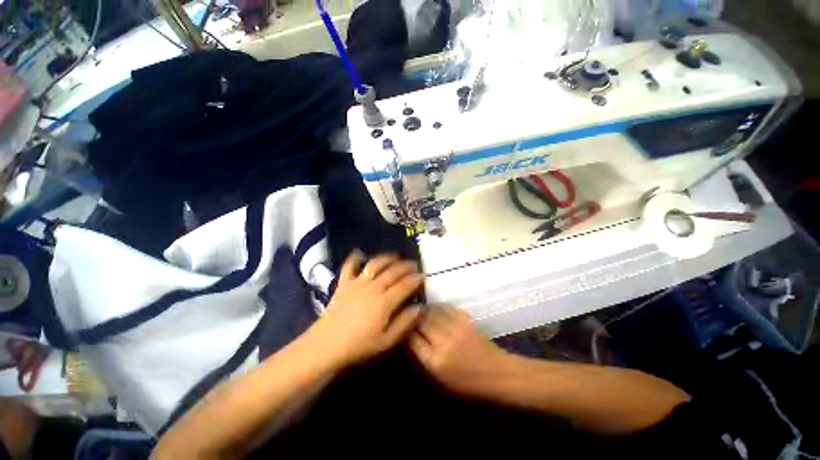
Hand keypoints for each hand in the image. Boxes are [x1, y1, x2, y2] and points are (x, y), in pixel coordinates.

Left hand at [311, 251, 423, 367]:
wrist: (326, 345)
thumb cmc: (358, 345)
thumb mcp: (386, 341)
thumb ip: (405, 323)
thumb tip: (420, 307)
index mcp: (384, 302)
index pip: (405, 285)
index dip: (415, 279)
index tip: (423, 276)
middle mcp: (373, 287)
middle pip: (393, 272)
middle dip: (406, 266)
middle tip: (414, 265)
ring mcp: (357, 283)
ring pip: (375, 264)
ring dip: (387, 258)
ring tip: (396, 256)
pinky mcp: (344, 283)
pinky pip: (349, 266)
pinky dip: (355, 258)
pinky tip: (360, 252)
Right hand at [409, 305, 509, 396]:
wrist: (496, 373)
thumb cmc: (467, 382)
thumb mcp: (441, 378)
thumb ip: (424, 357)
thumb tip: (411, 338)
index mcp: (435, 361)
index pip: (412, 340)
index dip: (406, 331)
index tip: (402, 326)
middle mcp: (443, 343)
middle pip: (421, 322)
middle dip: (413, 316)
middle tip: (408, 313)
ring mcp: (455, 329)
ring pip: (432, 311)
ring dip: (424, 308)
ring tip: (420, 307)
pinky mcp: (465, 320)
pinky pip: (446, 307)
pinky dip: (438, 306)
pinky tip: (435, 307)